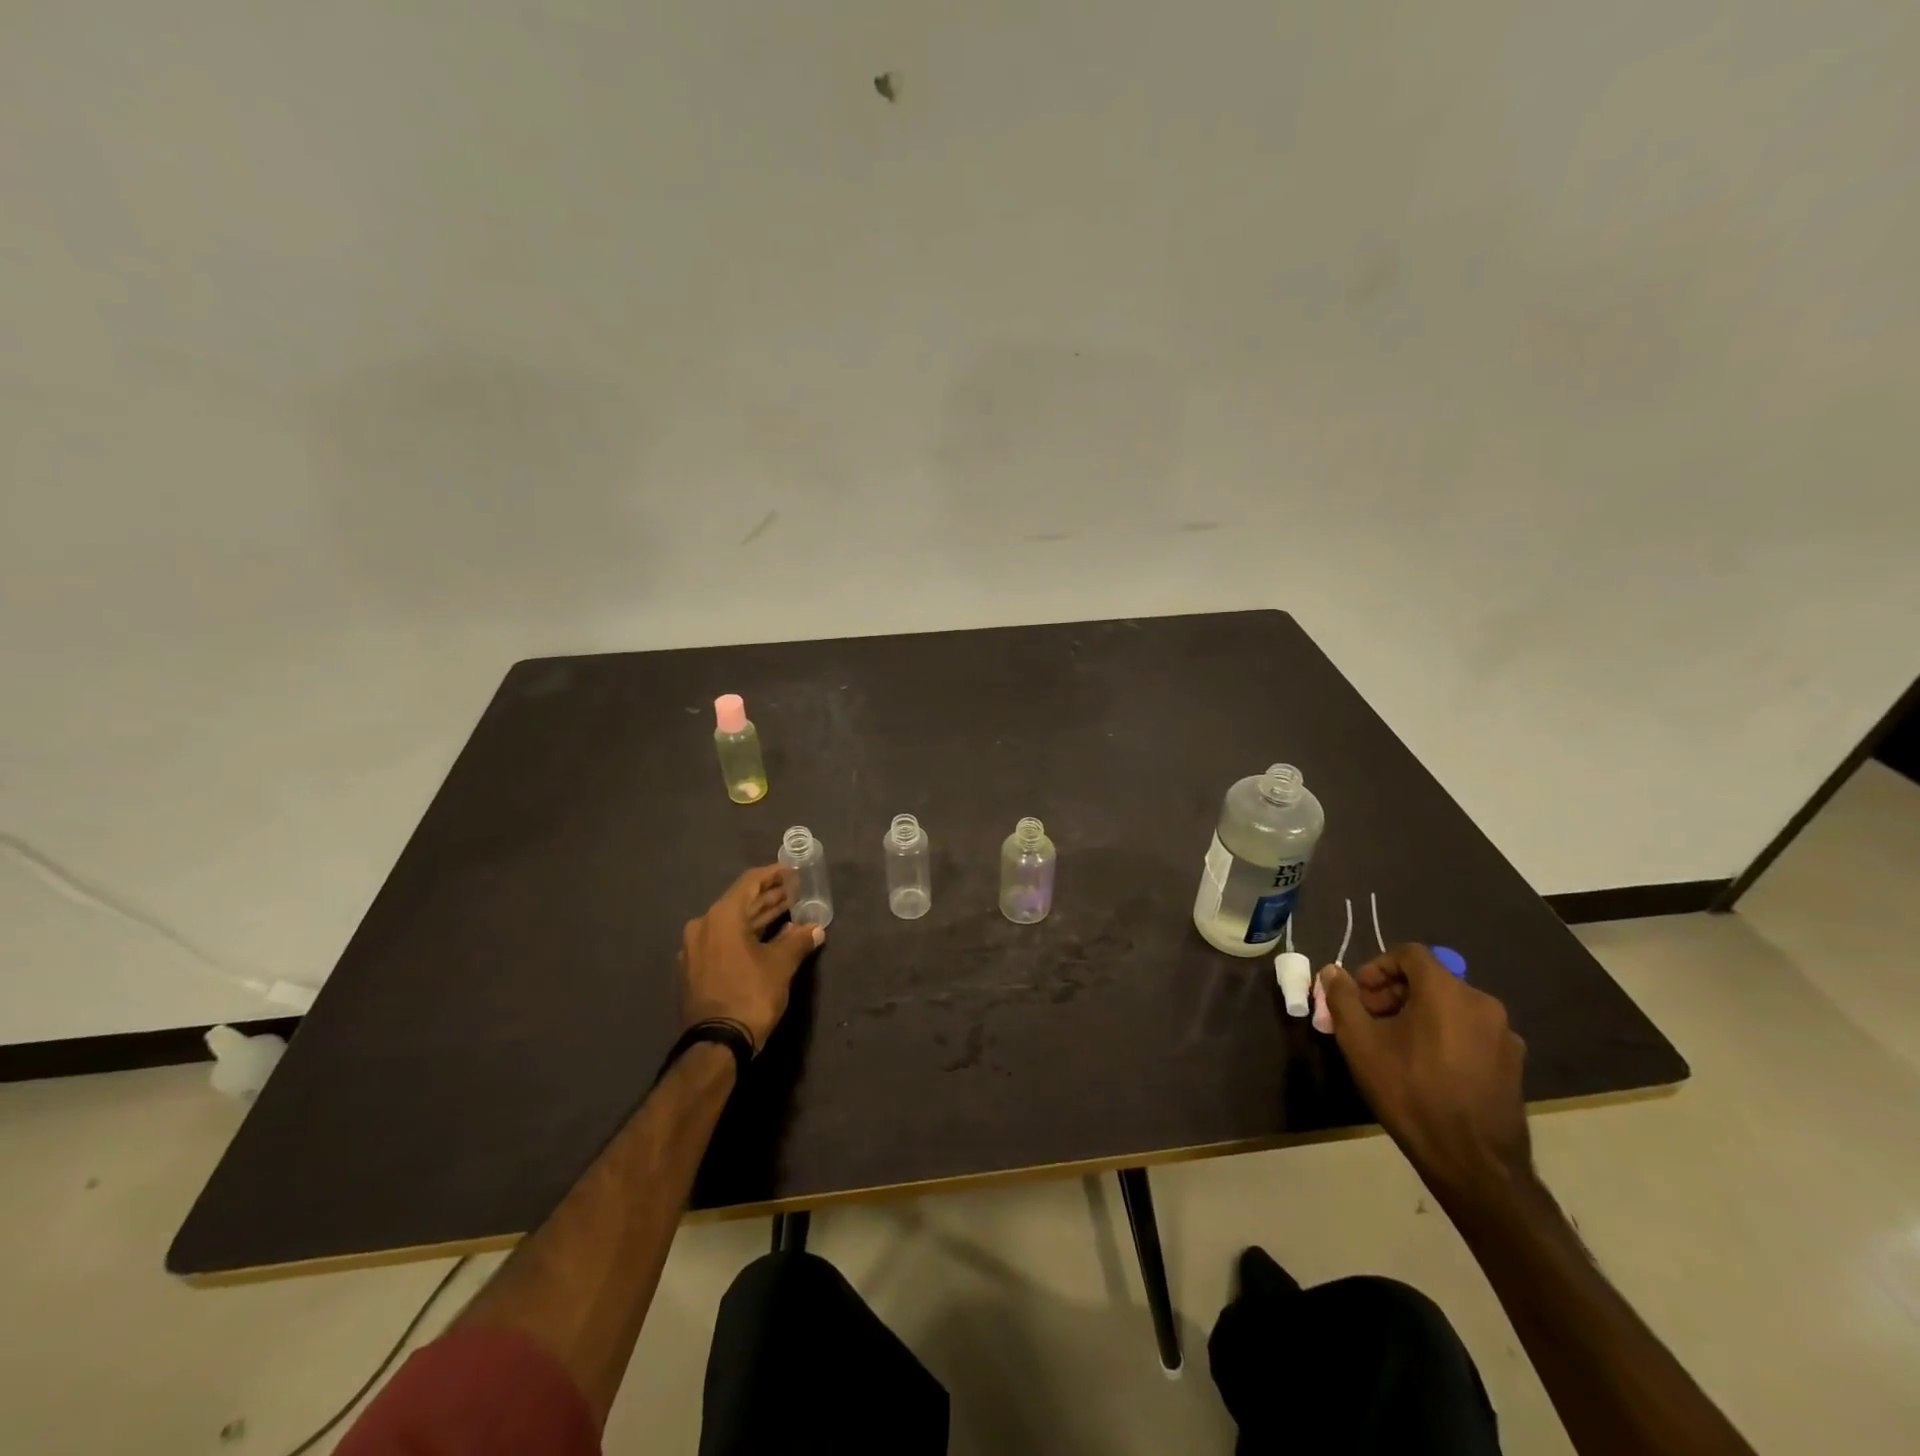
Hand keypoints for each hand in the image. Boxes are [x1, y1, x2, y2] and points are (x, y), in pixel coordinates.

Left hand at [679, 866, 823, 1053]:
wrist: (715, 1045)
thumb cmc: (750, 995)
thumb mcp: (780, 965)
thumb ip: (798, 940)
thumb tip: (815, 929)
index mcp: (721, 917)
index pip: (750, 882)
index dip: (774, 875)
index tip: (793, 873)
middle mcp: (703, 926)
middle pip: (740, 902)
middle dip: (769, 897)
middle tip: (795, 893)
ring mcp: (694, 949)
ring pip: (731, 923)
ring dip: (758, 917)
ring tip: (787, 912)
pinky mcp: (694, 969)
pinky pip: (723, 941)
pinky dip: (744, 935)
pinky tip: (766, 939)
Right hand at [1319, 944, 1531, 1208]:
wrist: (1473, 1162)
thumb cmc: (1410, 1091)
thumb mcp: (1359, 1042)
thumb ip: (1342, 998)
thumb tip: (1333, 972)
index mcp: (1447, 991)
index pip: (1409, 954)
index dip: (1377, 967)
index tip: (1358, 994)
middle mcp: (1483, 1004)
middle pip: (1431, 980)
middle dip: (1394, 993)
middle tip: (1370, 1020)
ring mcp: (1505, 1036)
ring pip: (1451, 1007)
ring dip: (1418, 1015)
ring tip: (1395, 1046)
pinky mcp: (1514, 1065)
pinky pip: (1471, 1033)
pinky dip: (1444, 1036)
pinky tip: (1427, 1068)